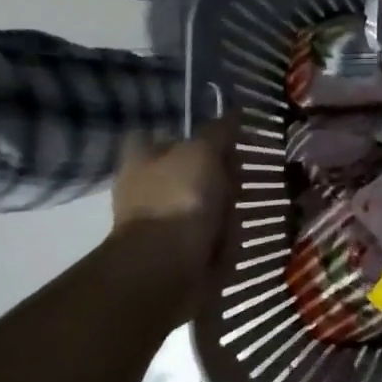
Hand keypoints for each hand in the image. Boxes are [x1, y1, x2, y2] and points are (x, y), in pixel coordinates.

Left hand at [110, 118, 236, 269]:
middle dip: (219, 173)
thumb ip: (219, 130)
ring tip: (239, 209)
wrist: (165, 269)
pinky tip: (233, 236)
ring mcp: (161, 220)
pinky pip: (210, 234)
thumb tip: (233, 112)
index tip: (220, 139)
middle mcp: (147, 187)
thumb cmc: (179, 198)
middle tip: (237, 177)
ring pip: (205, 202)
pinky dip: (224, 236)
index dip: (190, 134)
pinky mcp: (178, 250)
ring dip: (226, 206)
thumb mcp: (204, 151)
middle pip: (192, 169)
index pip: (161, 134)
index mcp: (142, 158)